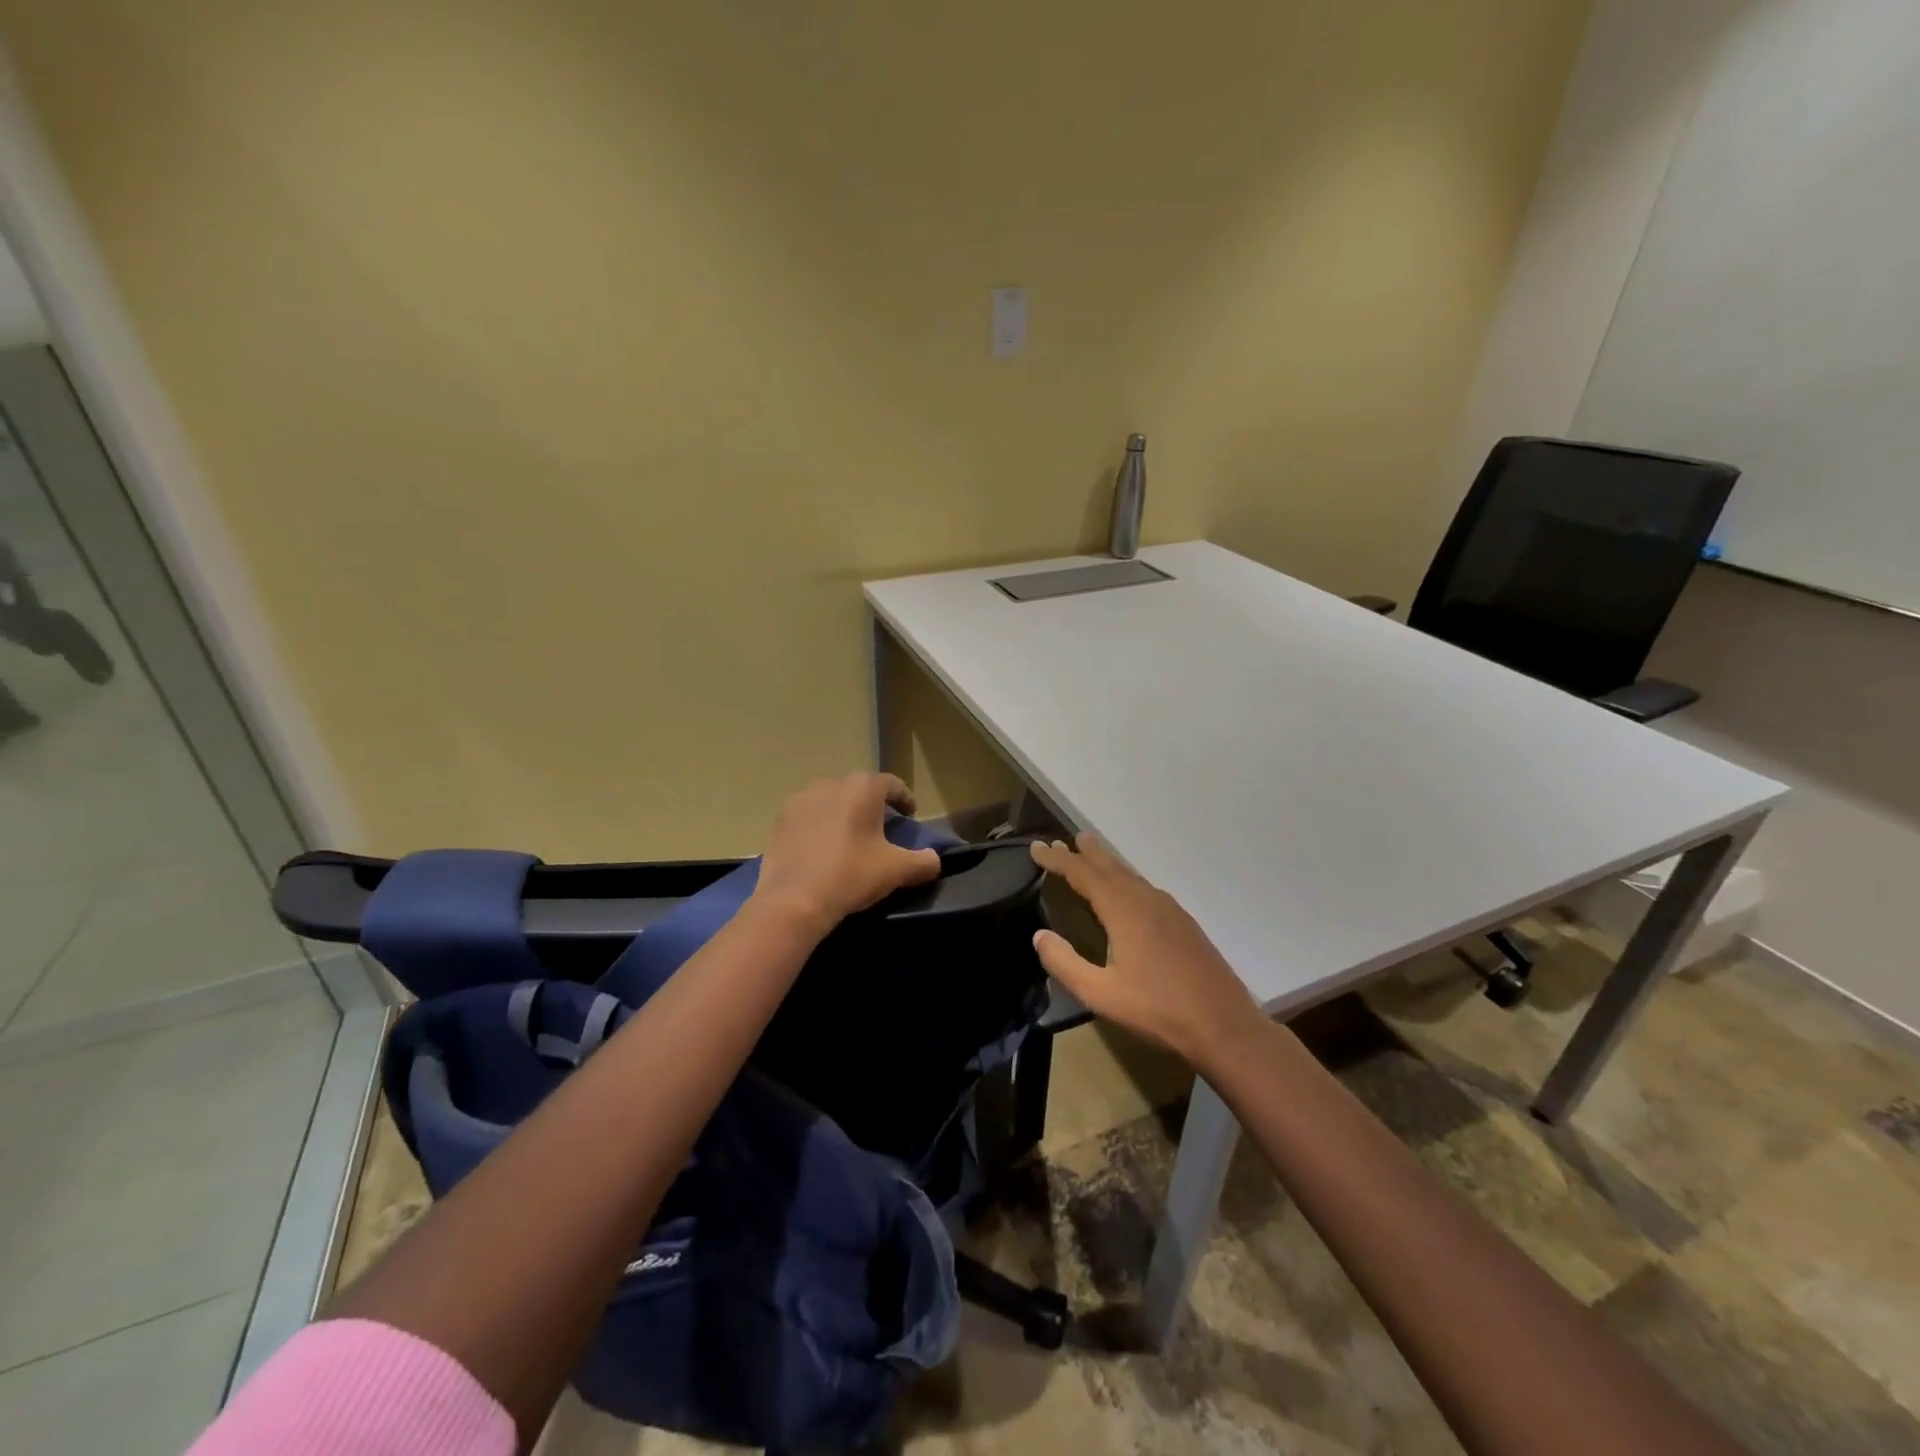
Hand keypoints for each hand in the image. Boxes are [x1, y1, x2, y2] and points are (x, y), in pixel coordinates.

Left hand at [753, 773, 941, 931]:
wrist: (793, 900)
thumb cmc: (851, 875)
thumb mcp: (897, 870)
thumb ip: (923, 862)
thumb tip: (934, 860)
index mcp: (862, 788)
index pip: (892, 785)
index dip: (904, 799)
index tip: (910, 815)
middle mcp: (831, 784)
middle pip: (859, 789)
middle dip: (872, 805)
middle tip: (882, 827)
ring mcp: (801, 800)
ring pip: (831, 800)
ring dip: (844, 812)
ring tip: (850, 836)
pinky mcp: (780, 820)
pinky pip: (808, 816)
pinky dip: (819, 826)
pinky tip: (822, 847)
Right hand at [1030, 835, 1263, 1071]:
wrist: (1224, 1025)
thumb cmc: (1158, 1010)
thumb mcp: (1101, 994)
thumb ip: (1065, 964)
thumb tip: (1039, 935)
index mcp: (1123, 910)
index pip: (1082, 874)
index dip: (1058, 860)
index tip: (1036, 848)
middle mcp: (1146, 899)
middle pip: (1108, 866)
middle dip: (1082, 853)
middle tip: (1060, 841)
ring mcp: (1169, 909)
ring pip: (1129, 875)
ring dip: (1105, 863)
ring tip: (1089, 852)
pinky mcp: (1183, 922)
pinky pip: (1144, 887)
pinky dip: (1124, 878)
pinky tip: (1125, 890)